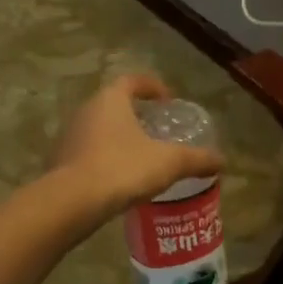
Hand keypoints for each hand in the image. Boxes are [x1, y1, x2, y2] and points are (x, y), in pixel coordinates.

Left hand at [50, 74, 224, 217]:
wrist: (72, 202)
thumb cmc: (123, 168)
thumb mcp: (169, 163)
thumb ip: (196, 159)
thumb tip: (223, 161)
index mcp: (110, 99)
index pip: (132, 81)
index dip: (152, 87)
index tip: (167, 100)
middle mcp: (85, 111)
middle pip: (113, 104)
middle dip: (135, 114)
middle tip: (157, 130)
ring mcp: (68, 136)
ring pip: (99, 129)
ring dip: (118, 138)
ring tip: (140, 156)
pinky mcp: (60, 162)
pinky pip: (87, 153)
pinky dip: (104, 159)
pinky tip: (119, 178)